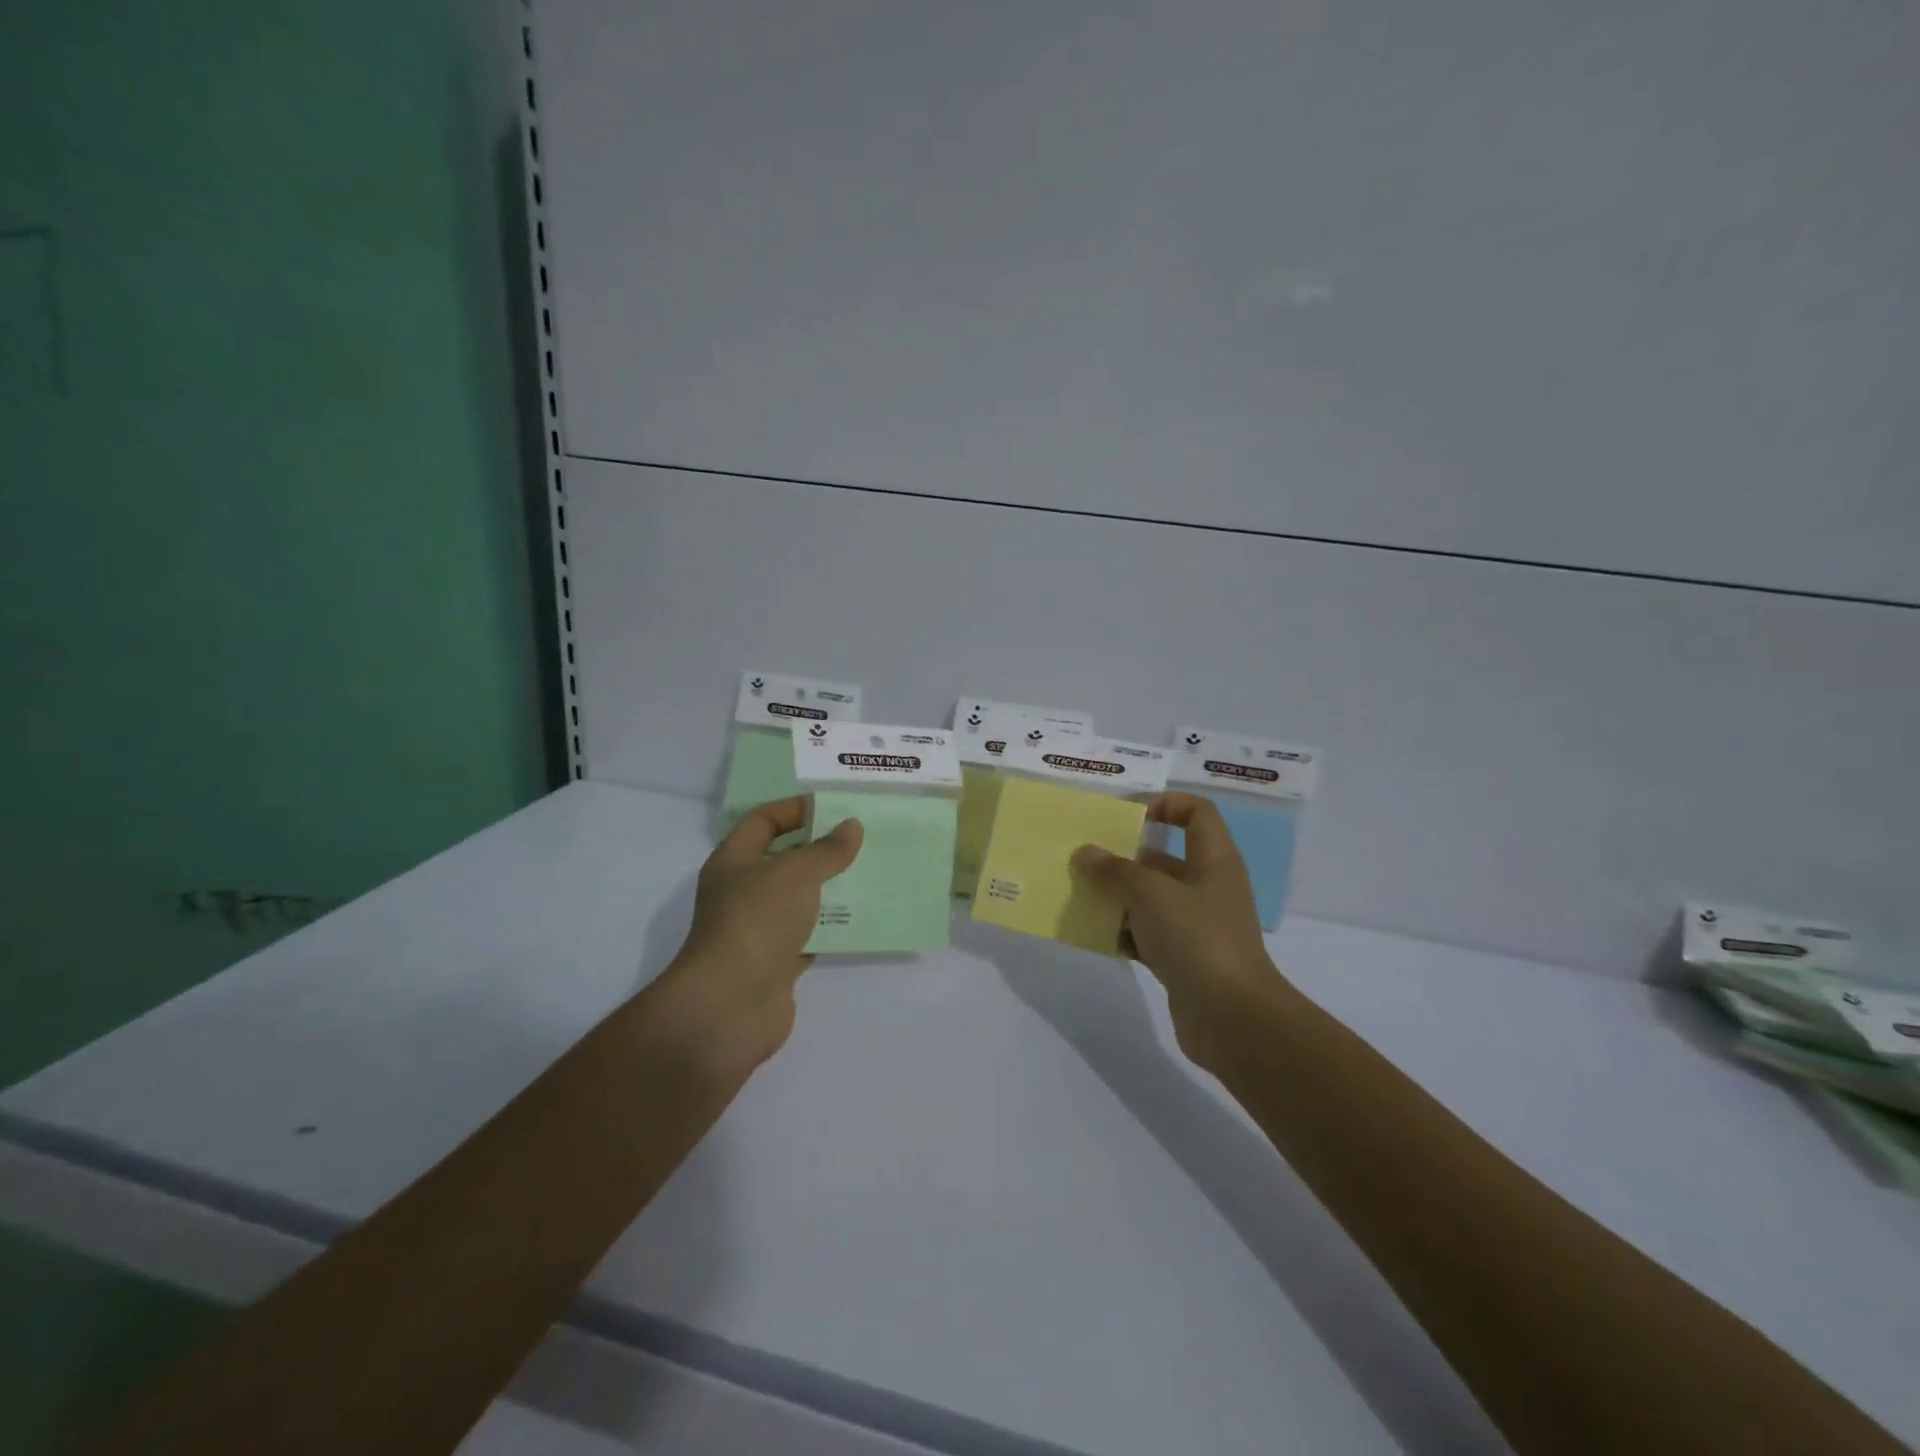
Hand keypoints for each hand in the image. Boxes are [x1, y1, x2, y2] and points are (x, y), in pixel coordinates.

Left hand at [658, 796, 862, 1069]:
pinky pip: (807, 935)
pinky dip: (830, 927)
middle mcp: (741, 892)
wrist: (731, 1004)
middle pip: (782, 860)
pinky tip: (860, 918)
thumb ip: (827, 849)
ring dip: (828, 888)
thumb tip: (851, 827)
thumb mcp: (796, 873)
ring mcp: (757, 929)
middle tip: (859, 840)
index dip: (795, 809)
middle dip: (819, 849)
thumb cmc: (757, 921)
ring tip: (867, 874)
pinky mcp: (775, 963)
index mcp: (734, 861)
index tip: (834, 808)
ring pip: (798, 899)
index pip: (762, 821)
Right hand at [1072, 792, 1291, 1071]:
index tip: (1125, 815)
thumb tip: (1086, 853)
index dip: (1164, 804)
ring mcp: (1196, 924)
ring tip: (1079, 894)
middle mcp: (1208, 886)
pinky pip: (1147, 934)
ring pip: (1151, 898)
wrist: (1232, 1018)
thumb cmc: (1198, 939)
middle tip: (1085, 858)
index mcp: (1213, 860)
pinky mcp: (1183, 957)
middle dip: (1124, 857)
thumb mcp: (1151, 895)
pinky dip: (1123, 932)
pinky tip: (1093, 934)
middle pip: (1164, 857)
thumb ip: (1116, 871)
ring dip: (1117, 896)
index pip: (1196, 812)